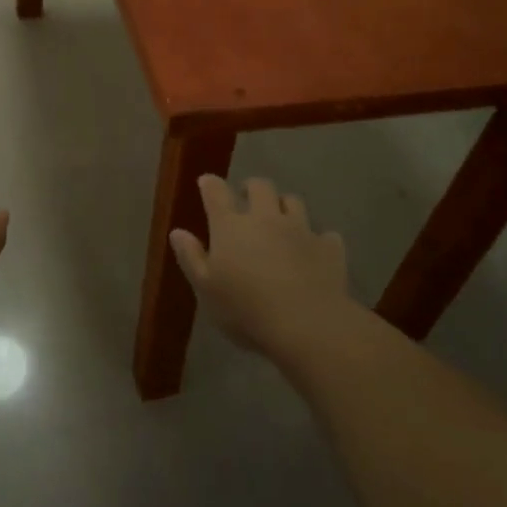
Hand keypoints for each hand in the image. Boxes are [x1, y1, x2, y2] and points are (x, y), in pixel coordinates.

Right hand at [170, 176, 354, 356]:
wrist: (307, 325)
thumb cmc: (245, 309)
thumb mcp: (206, 288)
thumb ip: (191, 257)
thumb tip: (177, 232)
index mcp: (230, 226)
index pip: (216, 192)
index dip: (210, 184)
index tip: (206, 182)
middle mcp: (266, 218)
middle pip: (260, 186)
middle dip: (251, 188)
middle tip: (246, 199)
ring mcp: (301, 229)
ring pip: (293, 202)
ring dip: (284, 206)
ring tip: (280, 220)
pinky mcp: (329, 248)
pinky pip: (325, 235)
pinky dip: (317, 239)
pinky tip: (314, 251)